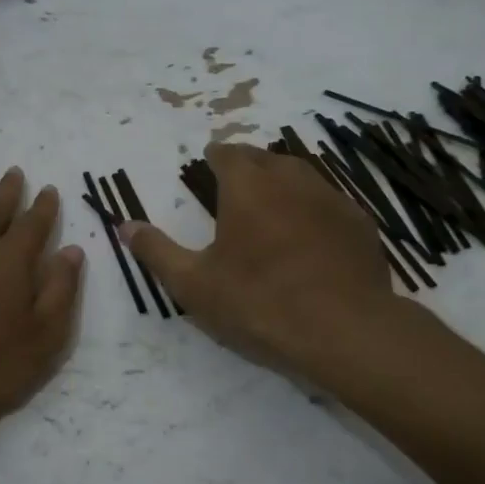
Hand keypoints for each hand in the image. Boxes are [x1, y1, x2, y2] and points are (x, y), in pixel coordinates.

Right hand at [123, 143, 411, 373]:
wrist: (344, 330)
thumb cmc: (258, 302)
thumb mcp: (194, 284)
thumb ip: (157, 251)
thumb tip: (125, 226)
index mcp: (248, 186)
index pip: (229, 153)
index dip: (217, 155)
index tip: (210, 161)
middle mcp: (290, 179)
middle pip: (266, 158)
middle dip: (249, 165)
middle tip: (236, 182)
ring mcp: (331, 199)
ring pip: (301, 176)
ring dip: (282, 183)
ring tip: (271, 204)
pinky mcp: (359, 223)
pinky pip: (329, 203)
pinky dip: (313, 209)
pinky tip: (310, 235)